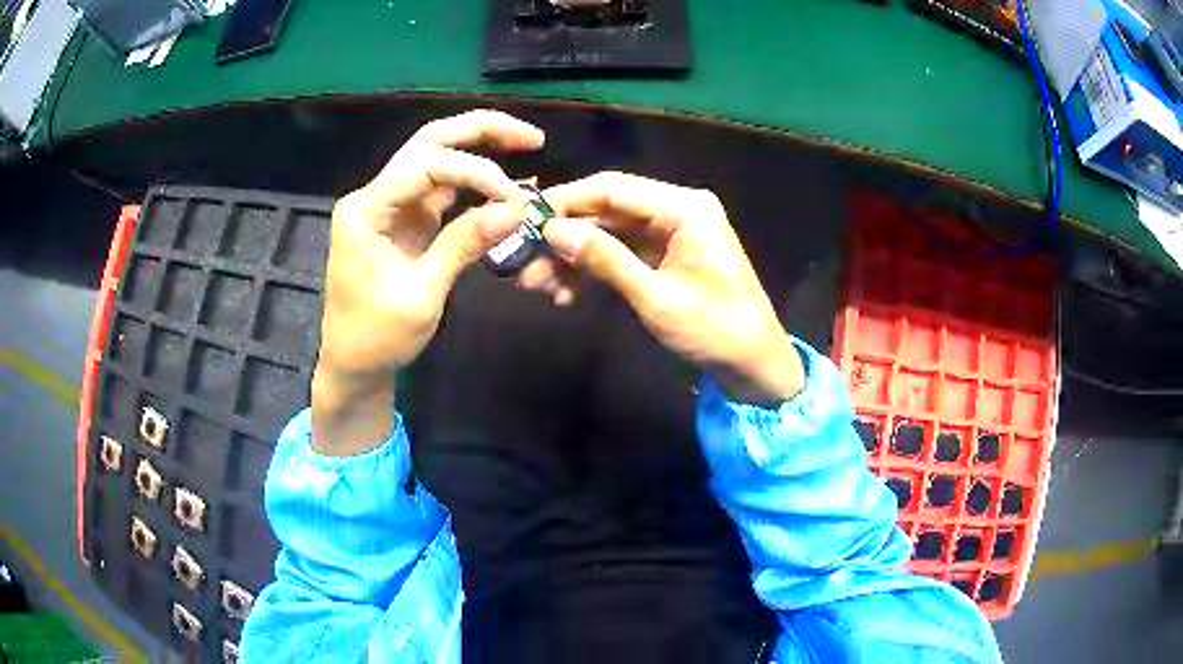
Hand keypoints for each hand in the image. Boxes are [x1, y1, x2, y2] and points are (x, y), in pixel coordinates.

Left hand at [313, 110, 544, 454]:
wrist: (353, 366)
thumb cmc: (377, 337)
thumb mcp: (422, 294)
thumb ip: (465, 243)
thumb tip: (518, 207)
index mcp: (365, 210)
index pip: (425, 166)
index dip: (475, 171)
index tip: (514, 198)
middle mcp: (375, 196)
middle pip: (428, 143)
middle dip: (480, 132)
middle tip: (531, 137)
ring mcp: (391, 206)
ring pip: (436, 159)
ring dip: (479, 149)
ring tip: (525, 146)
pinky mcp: (405, 222)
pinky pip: (441, 190)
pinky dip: (473, 184)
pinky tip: (503, 183)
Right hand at [537, 172, 803, 405]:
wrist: (754, 363)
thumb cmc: (714, 329)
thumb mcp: (655, 297)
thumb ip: (605, 259)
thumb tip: (553, 230)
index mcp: (683, 208)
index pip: (613, 188)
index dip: (566, 201)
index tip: (524, 219)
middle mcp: (677, 209)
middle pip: (608, 211)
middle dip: (566, 238)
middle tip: (525, 264)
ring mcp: (672, 233)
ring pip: (610, 234)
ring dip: (575, 258)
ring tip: (536, 286)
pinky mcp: (667, 255)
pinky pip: (623, 253)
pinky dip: (596, 271)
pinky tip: (567, 294)